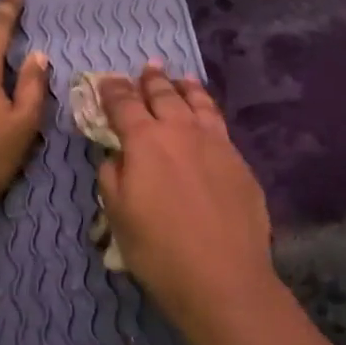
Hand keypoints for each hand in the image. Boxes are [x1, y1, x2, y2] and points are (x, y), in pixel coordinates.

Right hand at [95, 63, 277, 328]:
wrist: (223, 276)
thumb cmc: (159, 250)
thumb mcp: (118, 215)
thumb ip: (112, 177)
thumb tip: (117, 156)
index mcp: (145, 141)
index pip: (124, 104)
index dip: (113, 90)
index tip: (106, 81)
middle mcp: (181, 131)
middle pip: (164, 95)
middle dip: (151, 80)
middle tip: (147, 68)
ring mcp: (216, 143)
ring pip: (198, 103)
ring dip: (184, 88)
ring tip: (180, 79)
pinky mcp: (239, 160)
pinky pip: (219, 123)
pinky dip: (207, 110)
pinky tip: (206, 115)